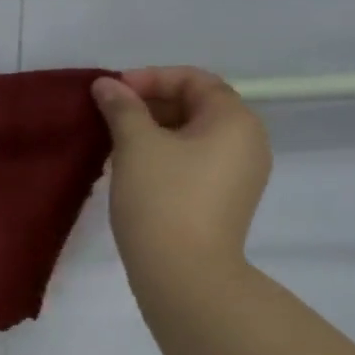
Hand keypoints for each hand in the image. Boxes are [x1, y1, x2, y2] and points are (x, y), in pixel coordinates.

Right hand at [91, 68, 271, 290]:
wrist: (184, 276)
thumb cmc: (162, 199)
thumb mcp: (136, 145)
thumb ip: (121, 107)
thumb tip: (106, 84)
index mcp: (235, 120)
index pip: (194, 80)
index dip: (151, 78)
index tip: (113, 92)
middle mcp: (248, 142)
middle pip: (197, 106)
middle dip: (151, 104)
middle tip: (110, 116)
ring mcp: (241, 176)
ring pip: (194, 137)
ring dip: (155, 131)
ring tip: (116, 143)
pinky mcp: (226, 202)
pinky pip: (196, 163)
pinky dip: (166, 156)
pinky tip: (134, 170)